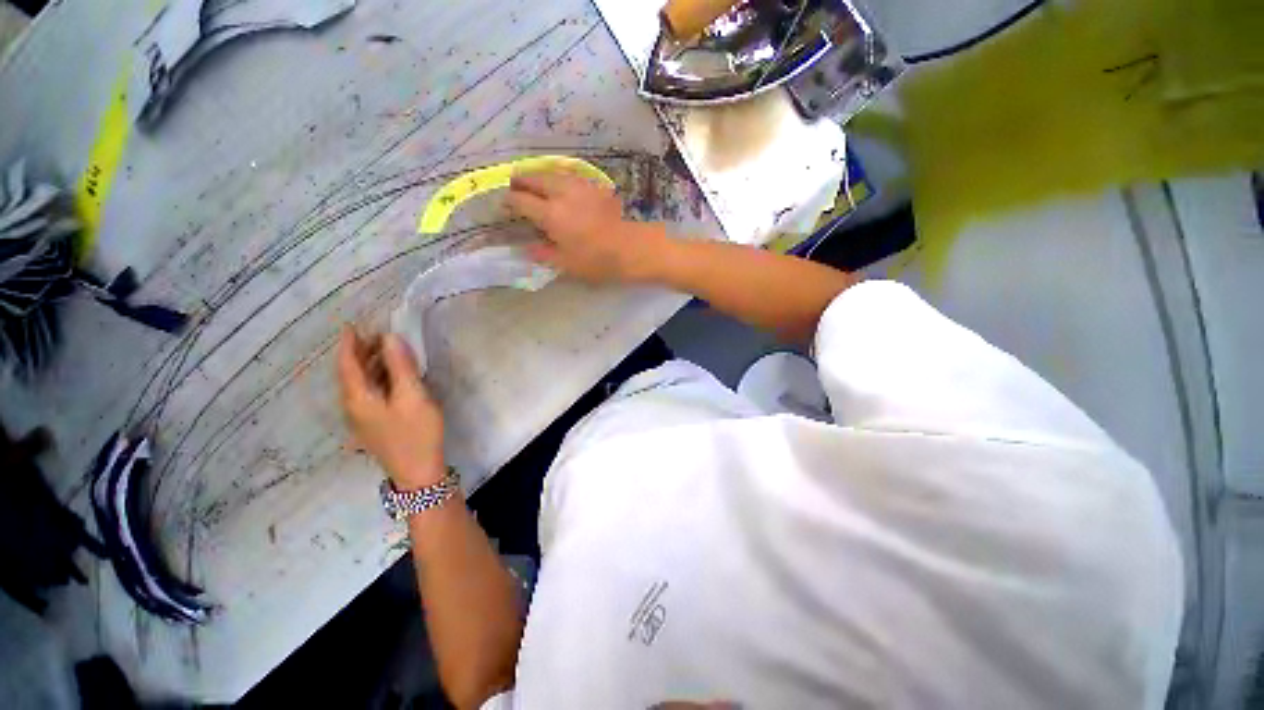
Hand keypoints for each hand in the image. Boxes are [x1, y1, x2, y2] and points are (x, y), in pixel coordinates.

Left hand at [337, 329, 445, 489]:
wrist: (418, 472)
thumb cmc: (416, 432)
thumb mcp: (413, 396)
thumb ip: (401, 367)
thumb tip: (390, 338)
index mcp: (358, 398)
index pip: (347, 364)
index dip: (349, 344)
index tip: (352, 325)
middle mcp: (353, 407)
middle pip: (351, 374)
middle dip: (360, 352)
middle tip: (377, 334)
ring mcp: (362, 418)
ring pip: (360, 384)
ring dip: (370, 365)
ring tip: (387, 350)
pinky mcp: (374, 425)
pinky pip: (369, 394)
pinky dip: (377, 378)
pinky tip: (392, 377)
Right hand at [506, 169, 667, 283]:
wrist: (632, 248)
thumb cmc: (598, 261)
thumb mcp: (567, 264)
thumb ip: (543, 253)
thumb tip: (526, 247)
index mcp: (551, 214)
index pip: (521, 201)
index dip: (509, 201)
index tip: (504, 205)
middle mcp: (562, 193)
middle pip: (534, 178)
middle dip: (520, 180)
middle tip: (514, 186)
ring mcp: (579, 186)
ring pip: (551, 171)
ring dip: (538, 174)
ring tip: (533, 181)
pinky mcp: (595, 185)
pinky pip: (569, 174)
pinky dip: (558, 176)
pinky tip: (559, 183)